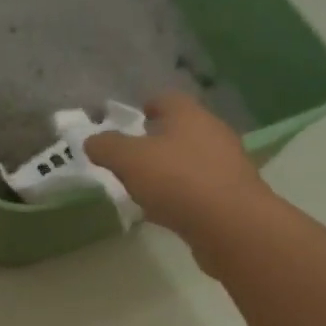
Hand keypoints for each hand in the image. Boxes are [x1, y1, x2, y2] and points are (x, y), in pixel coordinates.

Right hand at [85, 92, 276, 264]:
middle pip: (183, 129)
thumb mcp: (129, 160)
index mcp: (189, 115)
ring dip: (172, 168)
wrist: (233, 226)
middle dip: (160, 139)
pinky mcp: (234, 196)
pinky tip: (168, 210)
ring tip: (148, 185)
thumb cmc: (178, 181)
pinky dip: (184, 194)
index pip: (167, 99)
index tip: (134, 118)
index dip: (148, 105)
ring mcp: (228, 165)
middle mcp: (213, 134)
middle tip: (135, 154)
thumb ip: (107, 147)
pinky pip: (202, 188)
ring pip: (193, 160)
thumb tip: (92, 140)